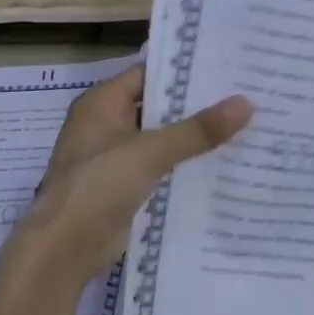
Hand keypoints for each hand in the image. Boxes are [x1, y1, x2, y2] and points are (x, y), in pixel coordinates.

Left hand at [9, 63, 251, 282]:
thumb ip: (198, 130)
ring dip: (193, 138)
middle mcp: (107, 124)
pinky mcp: (124, 187)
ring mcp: (115, 157)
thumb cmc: (100, 184)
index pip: (149, 73)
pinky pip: (160, 168)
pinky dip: (185, 166)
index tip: (225, 68)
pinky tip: (222, 164)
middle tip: (244, 96)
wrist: (66, 246)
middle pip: (157, 107)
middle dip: (196, 106)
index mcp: (103, 103)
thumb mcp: (151, 151)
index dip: (185, 71)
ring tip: (243, 127)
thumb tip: (246, 103)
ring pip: (162, 139)